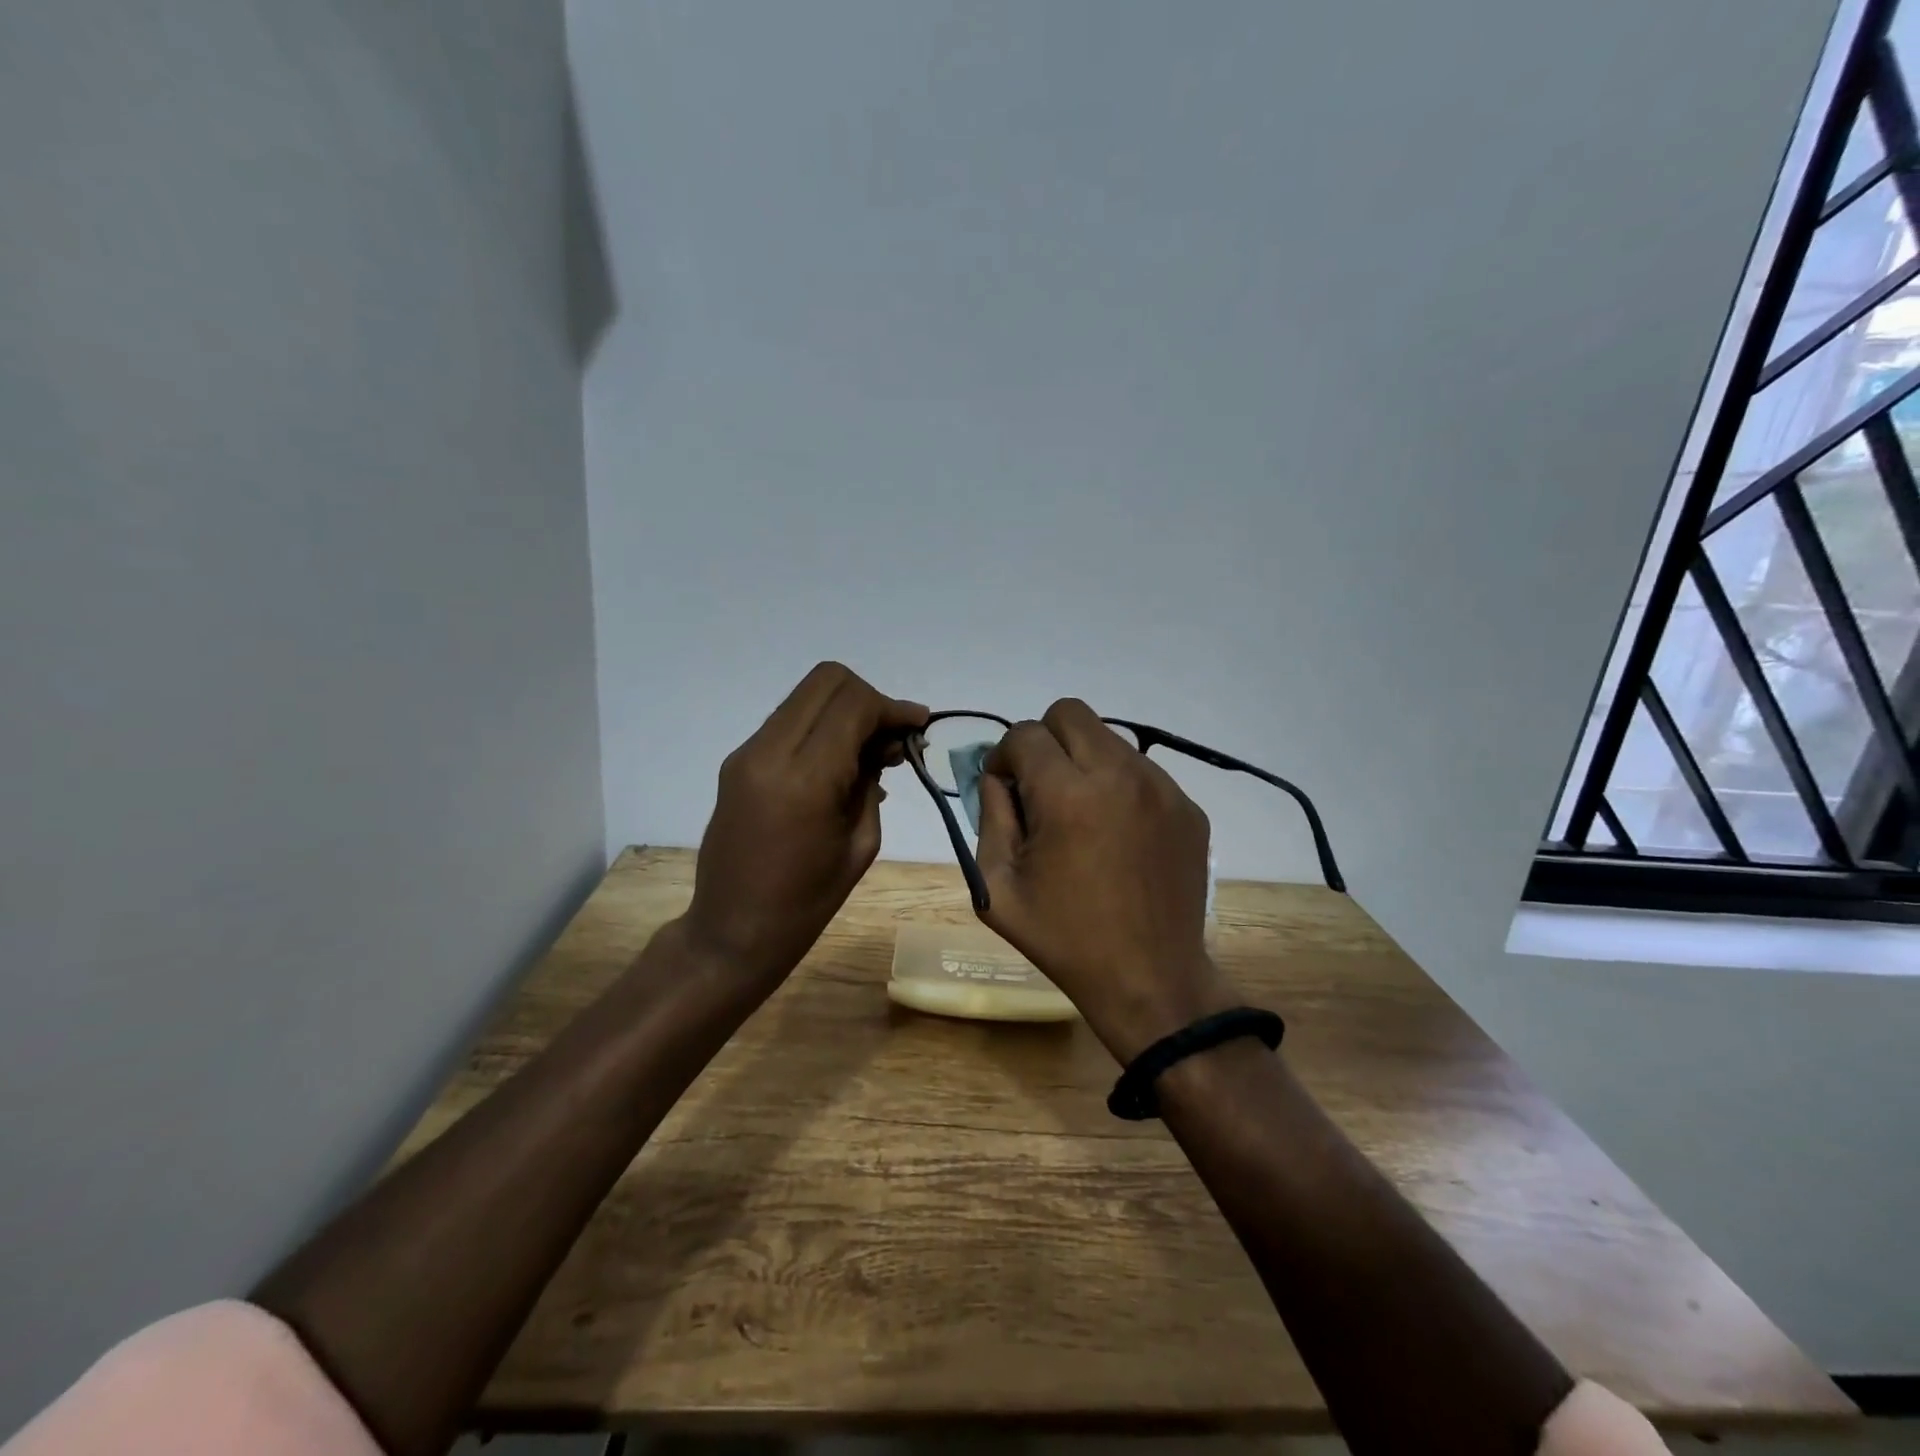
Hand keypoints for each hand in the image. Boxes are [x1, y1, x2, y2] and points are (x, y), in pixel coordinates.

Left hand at [683, 663, 926, 986]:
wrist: (733, 931)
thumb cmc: (808, 901)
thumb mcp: (861, 841)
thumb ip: (872, 779)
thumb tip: (886, 741)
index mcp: (805, 778)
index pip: (854, 704)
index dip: (892, 707)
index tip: (918, 726)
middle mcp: (769, 751)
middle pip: (827, 681)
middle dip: (868, 698)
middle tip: (890, 737)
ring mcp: (747, 753)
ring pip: (806, 696)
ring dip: (844, 710)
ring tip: (869, 753)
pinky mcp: (738, 762)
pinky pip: (788, 722)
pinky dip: (821, 728)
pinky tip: (839, 765)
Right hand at [975, 699, 1239, 1061]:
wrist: (1150, 978)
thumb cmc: (1063, 938)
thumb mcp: (996, 885)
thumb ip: (988, 815)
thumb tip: (997, 775)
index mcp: (1067, 795)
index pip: (1024, 734)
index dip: (1003, 757)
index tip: (1005, 790)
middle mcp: (1119, 775)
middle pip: (1069, 713)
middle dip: (1044, 741)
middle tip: (1041, 789)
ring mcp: (1162, 788)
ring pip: (1109, 738)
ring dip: (1083, 761)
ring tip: (1082, 815)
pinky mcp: (1188, 807)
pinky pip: (1142, 771)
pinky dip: (1119, 786)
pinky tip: (1117, 834)